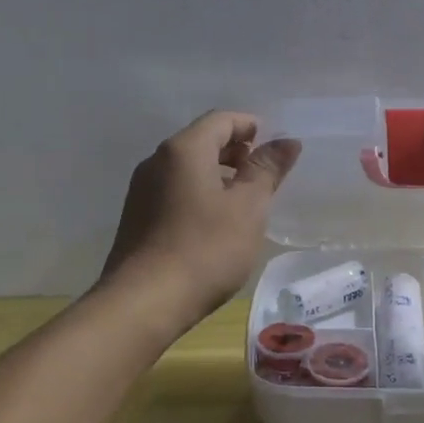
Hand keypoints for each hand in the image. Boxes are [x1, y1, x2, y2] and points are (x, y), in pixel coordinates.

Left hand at [98, 111, 300, 326]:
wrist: (144, 303)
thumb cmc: (205, 249)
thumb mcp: (248, 208)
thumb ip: (267, 170)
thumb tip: (287, 141)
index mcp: (184, 149)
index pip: (221, 119)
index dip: (251, 126)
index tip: (275, 149)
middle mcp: (157, 161)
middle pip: (202, 140)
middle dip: (236, 151)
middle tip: (264, 175)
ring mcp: (142, 190)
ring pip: (187, 167)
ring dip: (218, 174)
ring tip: (244, 201)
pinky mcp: (136, 217)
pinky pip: (174, 190)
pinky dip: (199, 193)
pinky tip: (215, 223)